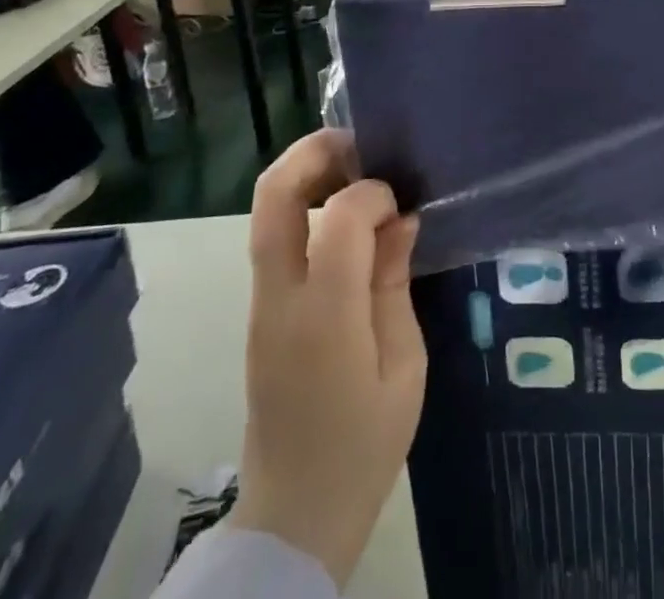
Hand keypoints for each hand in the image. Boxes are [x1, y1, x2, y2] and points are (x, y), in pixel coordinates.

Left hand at [230, 130, 424, 589]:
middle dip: (315, 152)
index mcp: (326, 316)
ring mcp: (261, 303)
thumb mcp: (404, 366)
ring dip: (308, 174)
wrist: (295, 517)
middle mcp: (280, 298)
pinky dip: (305, 206)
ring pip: (266, 210)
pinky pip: (274, 237)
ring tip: (356, 174)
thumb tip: (398, 219)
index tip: (403, 205)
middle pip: (274, 195)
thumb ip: (394, 282)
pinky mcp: (259, 311)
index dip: (376, 192)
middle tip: (362, 147)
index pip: (341, 216)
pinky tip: (344, 218)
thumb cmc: (365, 445)